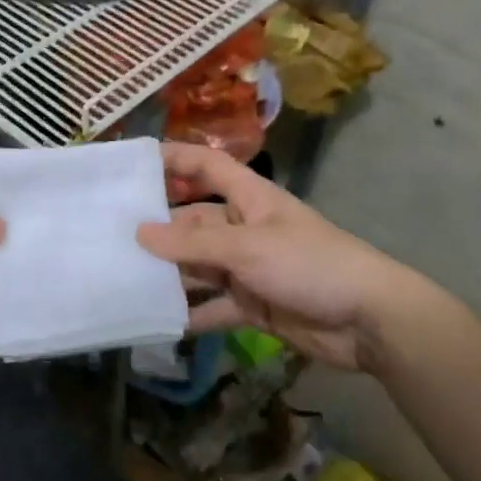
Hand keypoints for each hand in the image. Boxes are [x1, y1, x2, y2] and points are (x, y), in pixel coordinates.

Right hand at [138, 142, 455, 372]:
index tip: (133, 164)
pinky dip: (188, 313)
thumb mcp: (248, 248)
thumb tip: (140, 234)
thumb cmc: (310, 264)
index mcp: (249, 199)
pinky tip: (155, 320)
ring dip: (168, 275)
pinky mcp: (251, 304)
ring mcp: (247, 268)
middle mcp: (244, 229)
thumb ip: (192, 245)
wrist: (370, 322)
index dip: (174, 159)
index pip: (207, 166)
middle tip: (110, 238)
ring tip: (122, 279)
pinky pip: (211, 306)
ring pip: (197, 266)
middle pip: (193, 222)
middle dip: (158, 230)